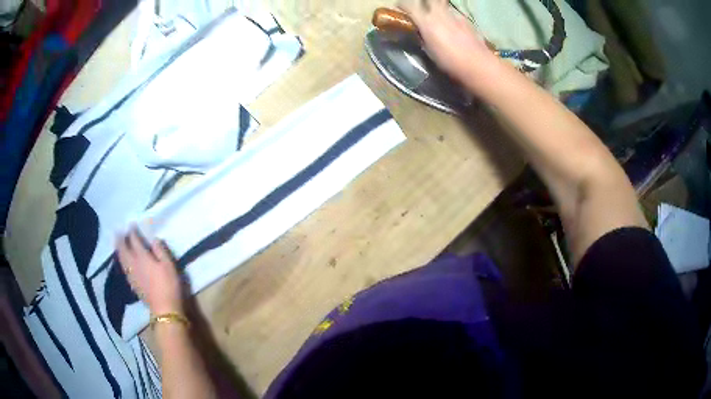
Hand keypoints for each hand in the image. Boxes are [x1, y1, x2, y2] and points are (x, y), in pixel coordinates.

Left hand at [116, 229, 183, 314]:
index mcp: (143, 257)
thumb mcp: (169, 266)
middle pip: (123, 249)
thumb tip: (154, 239)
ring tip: (116, 243)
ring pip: (121, 258)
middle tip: (118, 231)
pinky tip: (122, 261)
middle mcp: (133, 264)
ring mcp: (131, 274)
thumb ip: (160, 250)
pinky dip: (121, 260)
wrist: (164, 309)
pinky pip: (123, 268)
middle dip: (120, 239)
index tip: (131, 224)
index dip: (132, 232)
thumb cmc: (169, 285)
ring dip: (118, 249)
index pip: (135, 240)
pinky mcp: (132, 284)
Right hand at [398, 0, 497, 81]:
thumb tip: (420, 33)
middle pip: (430, 0)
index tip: (399, 7)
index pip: (410, 6)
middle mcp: (440, 14)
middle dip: (424, 2)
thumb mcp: (430, 52)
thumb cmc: (450, 63)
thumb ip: (423, 38)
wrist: (478, 65)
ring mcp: (455, 16)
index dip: (403, 5)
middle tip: (422, 8)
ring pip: (443, 6)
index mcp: (427, 22)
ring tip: (439, 19)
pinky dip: (451, 19)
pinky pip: (455, 15)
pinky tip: (454, 29)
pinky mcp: (467, 21)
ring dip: (439, 9)